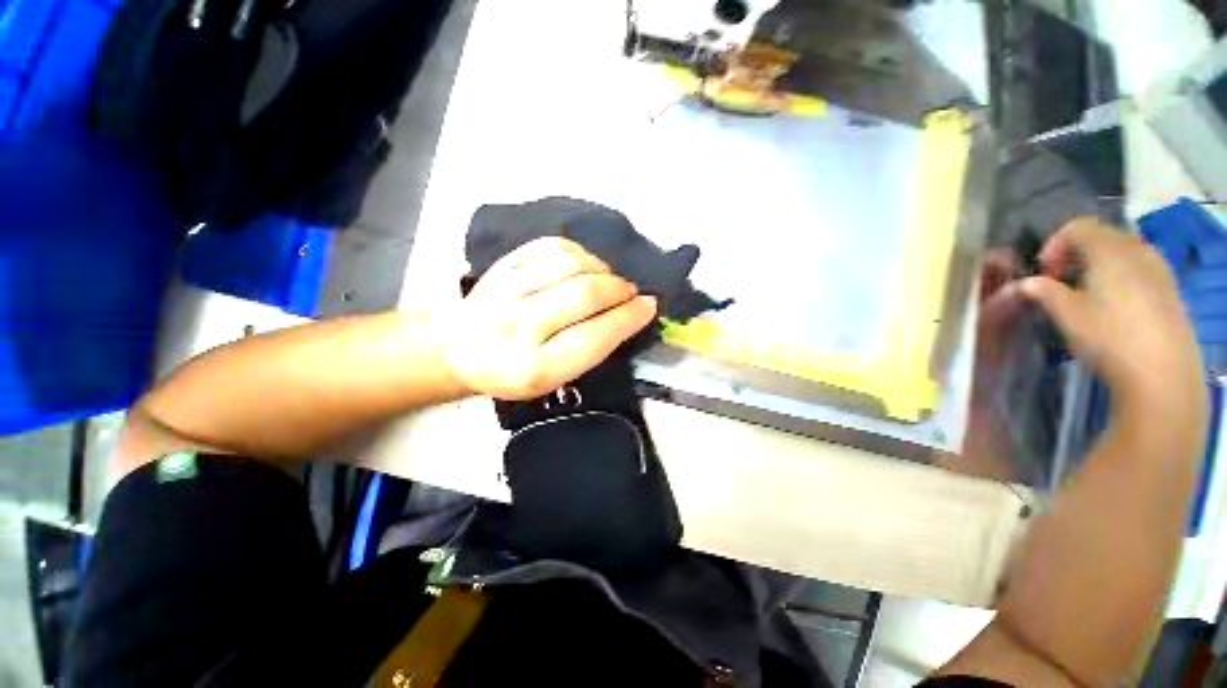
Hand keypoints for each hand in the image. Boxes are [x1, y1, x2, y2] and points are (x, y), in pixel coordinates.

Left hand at [442, 238, 657, 399]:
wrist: (460, 349)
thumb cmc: (514, 372)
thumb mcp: (555, 379)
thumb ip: (591, 350)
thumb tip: (629, 313)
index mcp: (533, 367)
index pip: (594, 336)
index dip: (628, 317)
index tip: (649, 306)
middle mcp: (517, 327)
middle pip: (585, 293)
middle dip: (620, 290)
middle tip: (631, 293)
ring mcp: (506, 290)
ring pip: (573, 265)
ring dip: (603, 270)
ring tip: (609, 280)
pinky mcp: (503, 265)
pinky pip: (552, 246)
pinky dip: (579, 253)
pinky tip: (585, 266)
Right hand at [1019, 218, 1204, 433]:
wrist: (1162, 372)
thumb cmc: (1108, 336)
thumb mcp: (1066, 314)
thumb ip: (1044, 292)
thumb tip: (1025, 284)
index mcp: (1109, 250)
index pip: (1078, 227)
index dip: (1055, 243)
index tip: (1043, 271)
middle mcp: (1137, 250)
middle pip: (1103, 236)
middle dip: (1077, 254)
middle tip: (1061, 281)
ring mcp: (1158, 269)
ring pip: (1123, 253)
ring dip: (1100, 265)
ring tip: (1086, 294)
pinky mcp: (1170, 289)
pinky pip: (1140, 269)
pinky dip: (1121, 277)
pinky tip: (1114, 306)